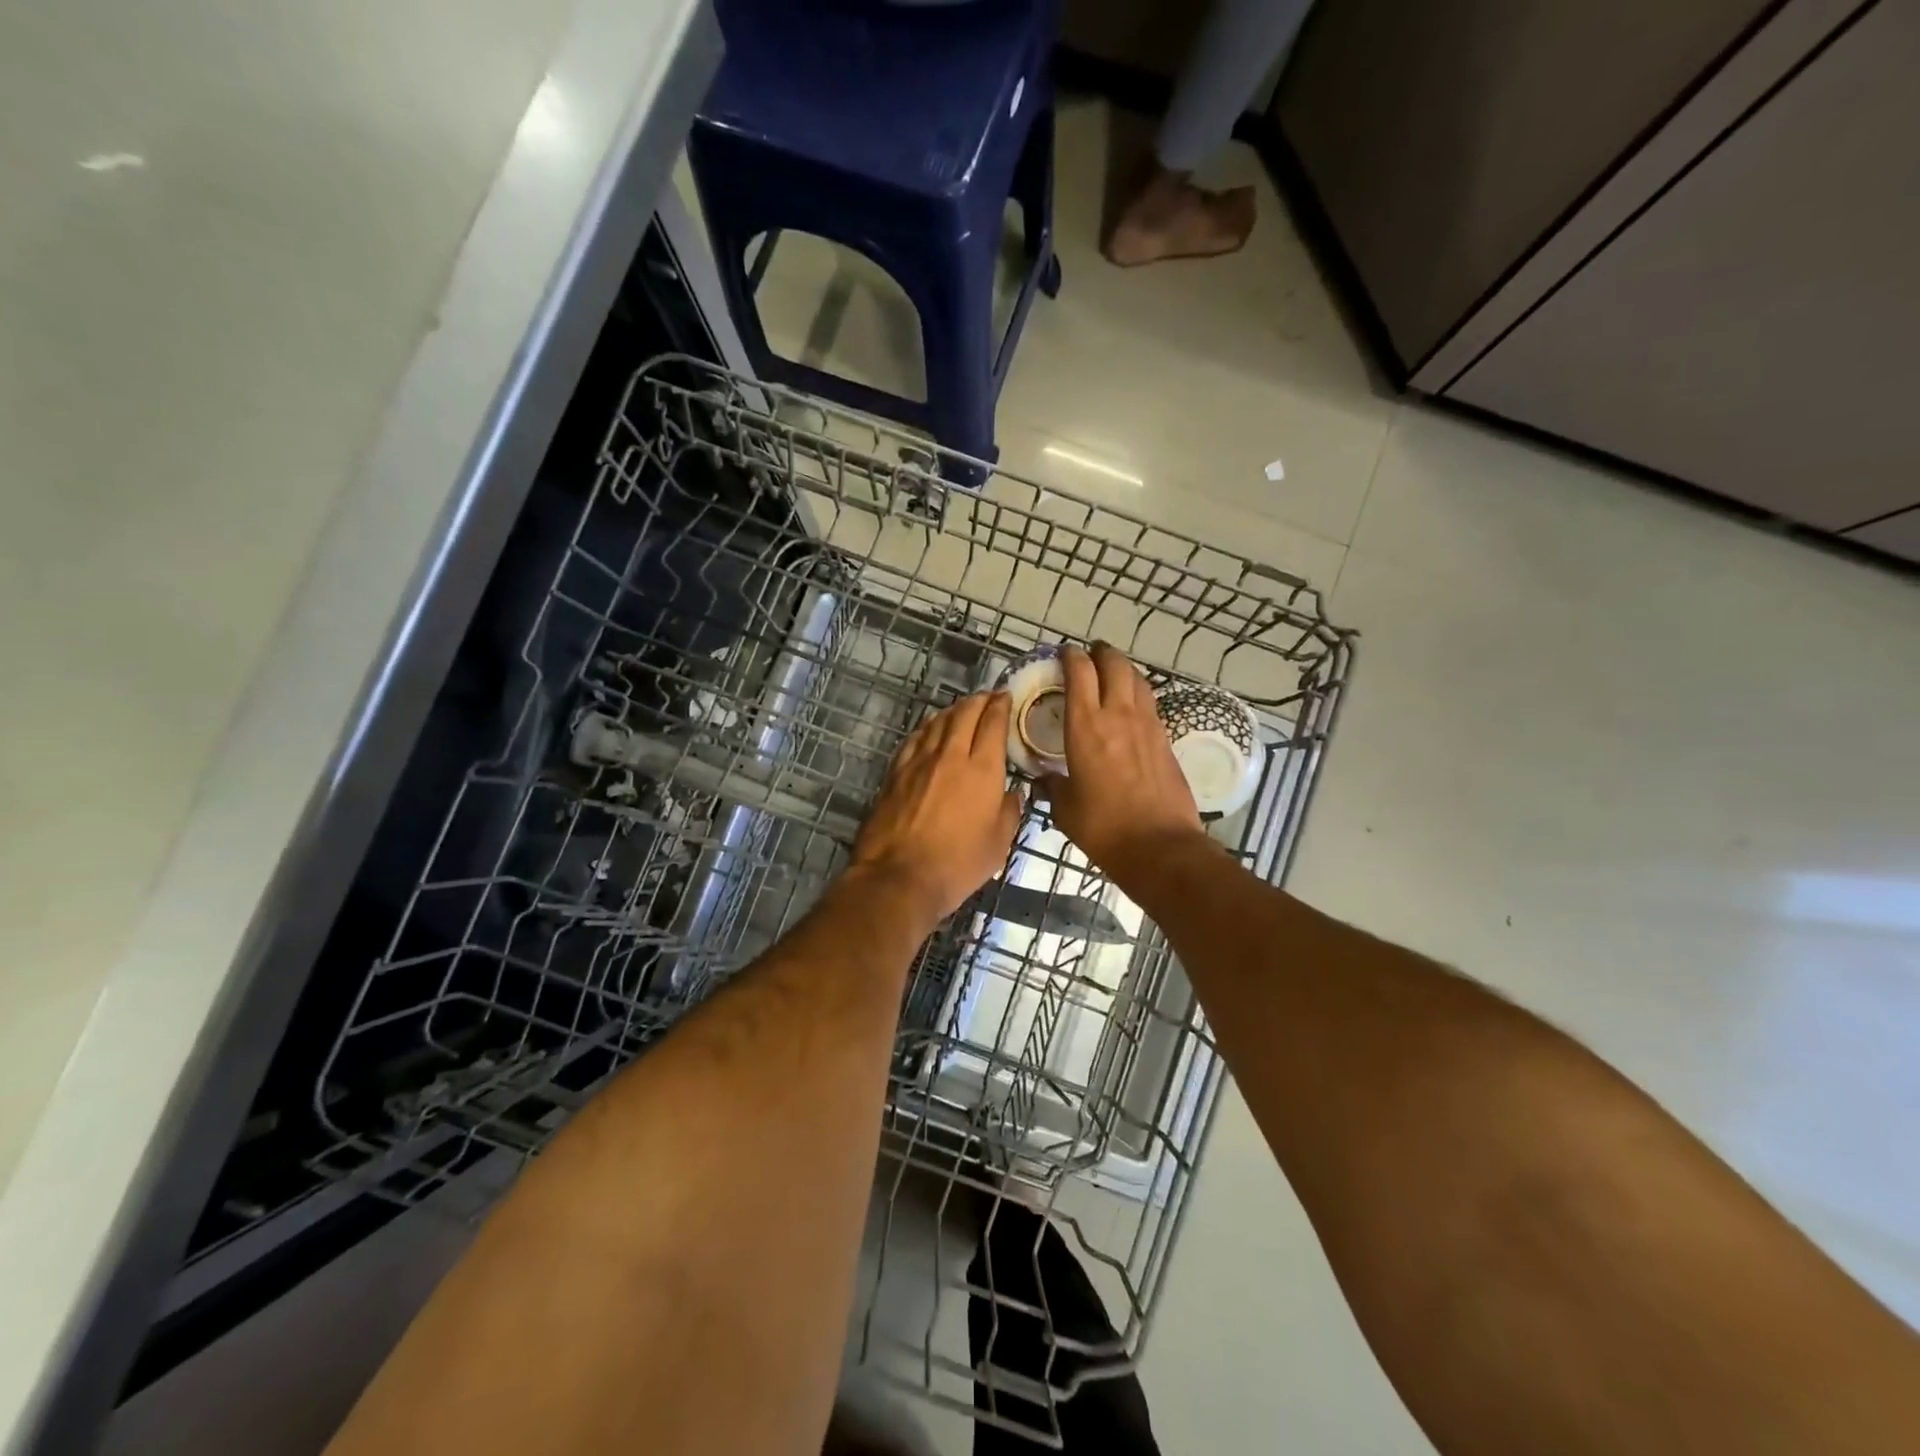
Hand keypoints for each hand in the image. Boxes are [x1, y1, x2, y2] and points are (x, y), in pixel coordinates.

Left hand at [850, 692, 1023, 925]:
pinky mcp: (895, 772)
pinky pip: (914, 739)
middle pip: (964, 713)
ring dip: (952, 710)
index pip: (993, 723)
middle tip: (987, 697)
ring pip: (937, 722)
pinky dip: (927, 728)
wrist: (899, 876)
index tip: (1005, 697)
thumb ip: (1010, 812)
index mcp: (982, 769)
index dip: (1000, 705)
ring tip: (961, 709)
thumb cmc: (958, 864)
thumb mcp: (999, 844)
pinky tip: (930, 731)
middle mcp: (950, 755)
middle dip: (978, 700)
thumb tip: (1012, 794)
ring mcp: (919, 761)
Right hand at [1042, 644, 1202, 885]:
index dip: (1070, 656)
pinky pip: (1150, 703)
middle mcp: (1118, 715)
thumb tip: (1044, 781)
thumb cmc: (1103, 827)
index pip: (1079, 673)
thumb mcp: (1066, 809)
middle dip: (1101, 653)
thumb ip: (1053, 787)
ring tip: (1112, 671)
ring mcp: (1147, 725)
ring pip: (1137, 679)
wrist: (1159, 845)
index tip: (1063, 653)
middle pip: (1114, 665)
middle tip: (1090, 653)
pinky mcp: (1166, 739)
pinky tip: (1131, 706)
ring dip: (1123, 669)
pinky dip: (1138, 694)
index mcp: (1085, 726)